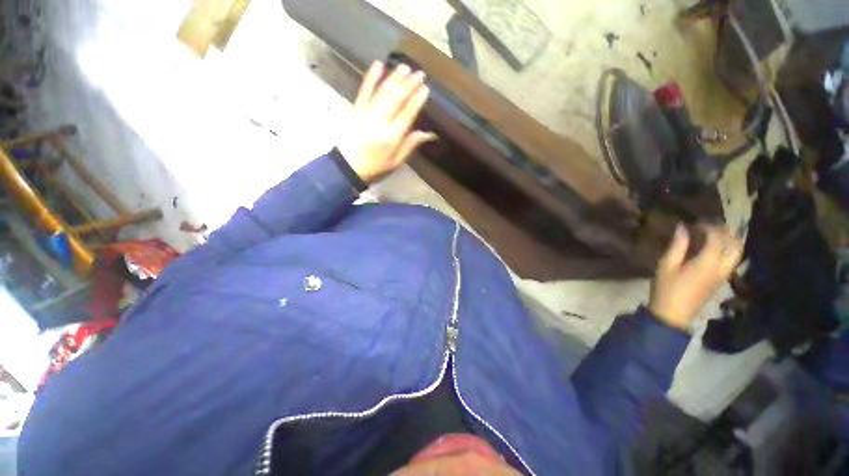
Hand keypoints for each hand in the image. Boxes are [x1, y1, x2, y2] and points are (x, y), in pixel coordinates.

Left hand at [337, 61, 436, 183]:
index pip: (407, 114)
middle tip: (419, 73)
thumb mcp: (395, 162)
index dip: (417, 101)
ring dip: (394, 77)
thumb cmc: (374, 168)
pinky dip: (371, 77)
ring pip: (383, 91)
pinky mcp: (355, 109)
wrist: (345, 167)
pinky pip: (364, 90)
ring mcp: (366, 113)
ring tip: (404, 67)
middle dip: (409, 84)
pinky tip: (378, 64)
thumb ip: (410, 145)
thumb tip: (428, 133)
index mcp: (391, 137)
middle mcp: (380, 122)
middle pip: (396, 99)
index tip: (425, 88)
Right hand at [649, 224, 743, 329]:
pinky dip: (727, 249)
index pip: (717, 238)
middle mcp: (721, 267)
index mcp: (707, 263)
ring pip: (737, 252)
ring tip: (712, 235)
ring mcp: (724, 275)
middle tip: (707, 227)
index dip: (707, 227)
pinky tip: (713, 248)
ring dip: (729, 240)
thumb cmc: (666, 288)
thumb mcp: (666, 265)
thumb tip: (683, 228)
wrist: (673, 313)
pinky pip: (732, 259)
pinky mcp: (722, 280)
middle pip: (735, 244)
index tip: (693, 223)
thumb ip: (677, 245)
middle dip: (723, 231)